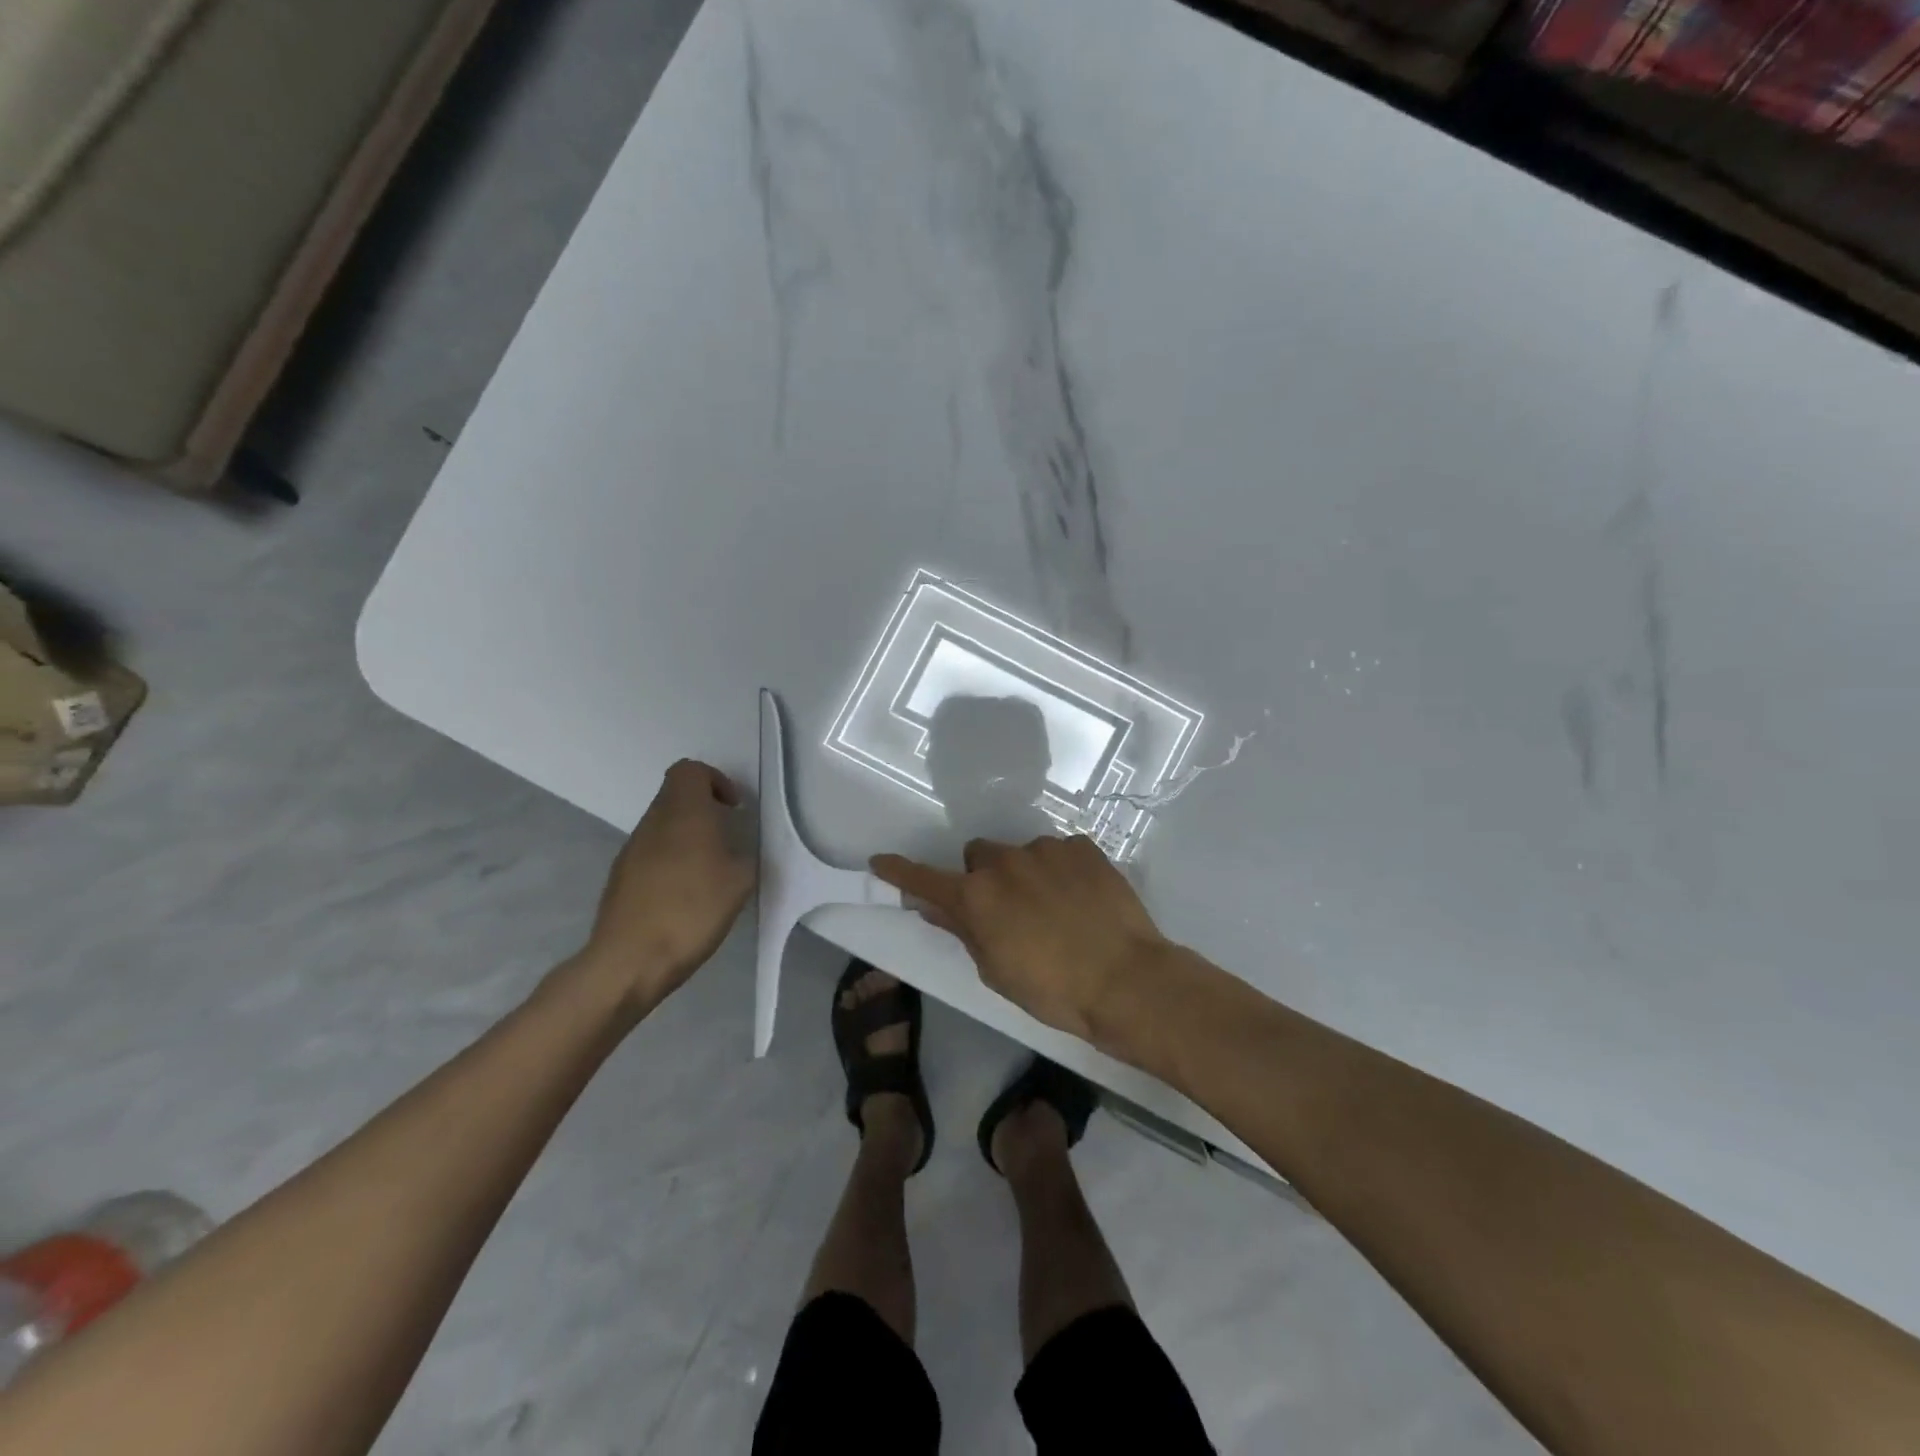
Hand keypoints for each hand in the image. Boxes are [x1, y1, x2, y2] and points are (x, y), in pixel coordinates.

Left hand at [578, 759, 755, 1008]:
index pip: (690, 771)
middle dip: (704, 810)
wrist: (629, 960)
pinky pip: (651, 853)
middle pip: (675, 796)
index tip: (733, 809)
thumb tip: (738, 851)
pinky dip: (671, 861)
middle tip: (727, 839)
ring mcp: (631, 850)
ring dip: (687, 837)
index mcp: (683, 812)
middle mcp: (653, 822)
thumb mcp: (740, 882)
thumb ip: (745, 856)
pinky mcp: (620, 877)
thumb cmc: (691, 911)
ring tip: (709, 872)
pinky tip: (685, 896)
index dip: (714, 781)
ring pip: (663, 825)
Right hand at [870, 835, 1169, 1043]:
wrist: (1127, 980)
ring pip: (1020, 853)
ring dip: (1026, 873)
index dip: (901, 872)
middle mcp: (1004, 862)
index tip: (880, 862)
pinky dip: (1061, 870)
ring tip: (1056, 909)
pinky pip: (1059, 852)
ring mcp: (1046, 849)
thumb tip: (935, 907)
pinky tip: (1081, 899)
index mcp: (977, 898)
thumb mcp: (997, 971)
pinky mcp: (1082, 846)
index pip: (925, 879)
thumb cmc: (1054, 990)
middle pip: (979, 856)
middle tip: (1006, 909)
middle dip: (984, 877)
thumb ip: (964, 932)